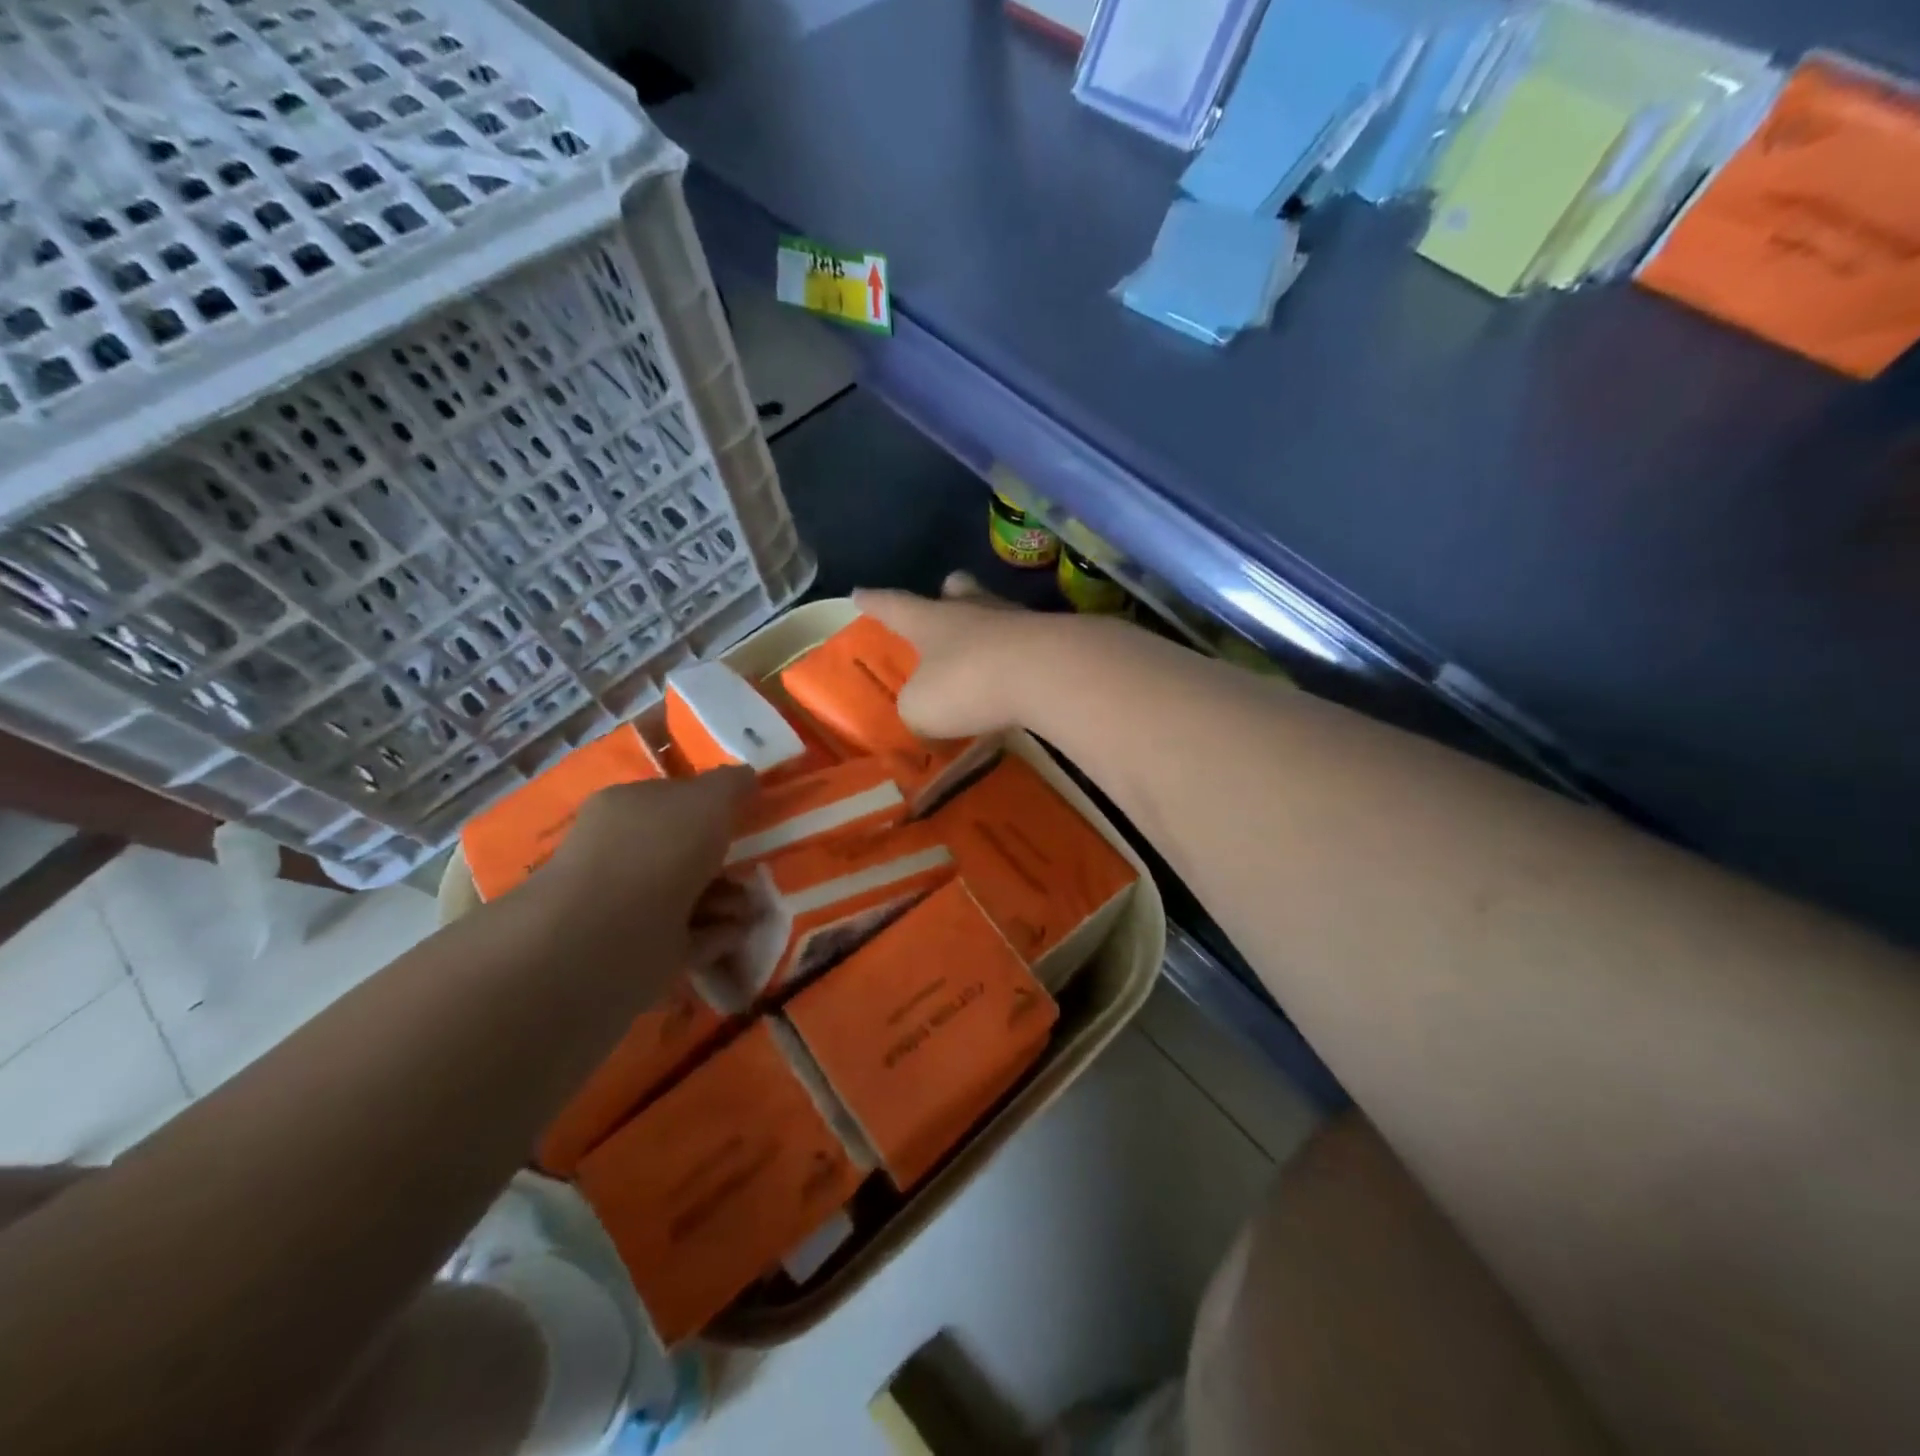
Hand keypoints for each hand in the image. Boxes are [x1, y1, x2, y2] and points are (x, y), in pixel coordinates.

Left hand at [532, 768, 755, 984]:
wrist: (611, 936)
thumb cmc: (660, 850)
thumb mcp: (709, 798)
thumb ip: (731, 784)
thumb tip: (746, 777)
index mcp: (627, 808)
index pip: (673, 798)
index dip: (713, 805)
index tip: (749, 818)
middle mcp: (623, 853)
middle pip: (685, 850)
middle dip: (727, 859)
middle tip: (759, 867)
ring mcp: (628, 904)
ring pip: (691, 894)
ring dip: (728, 899)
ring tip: (752, 907)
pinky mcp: (640, 949)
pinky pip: (690, 935)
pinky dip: (718, 933)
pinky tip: (739, 932)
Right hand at [854, 572, 1044, 738]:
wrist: (1048, 673)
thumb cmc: (968, 683)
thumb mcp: (922, 707)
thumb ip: (916, 707)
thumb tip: (924, 711)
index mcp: (931, 620)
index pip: (894, 605)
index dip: (874, 602)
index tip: (858, 593)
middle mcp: (973, 611)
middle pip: (958, 592)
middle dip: (947, 595)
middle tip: (944, 598)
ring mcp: (1017, 621)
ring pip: (996, 614)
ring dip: (987, 629)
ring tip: (984, 650)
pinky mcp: (1053, 641)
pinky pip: (1026, 645)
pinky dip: (1017, 659)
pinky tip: (1018, 679)